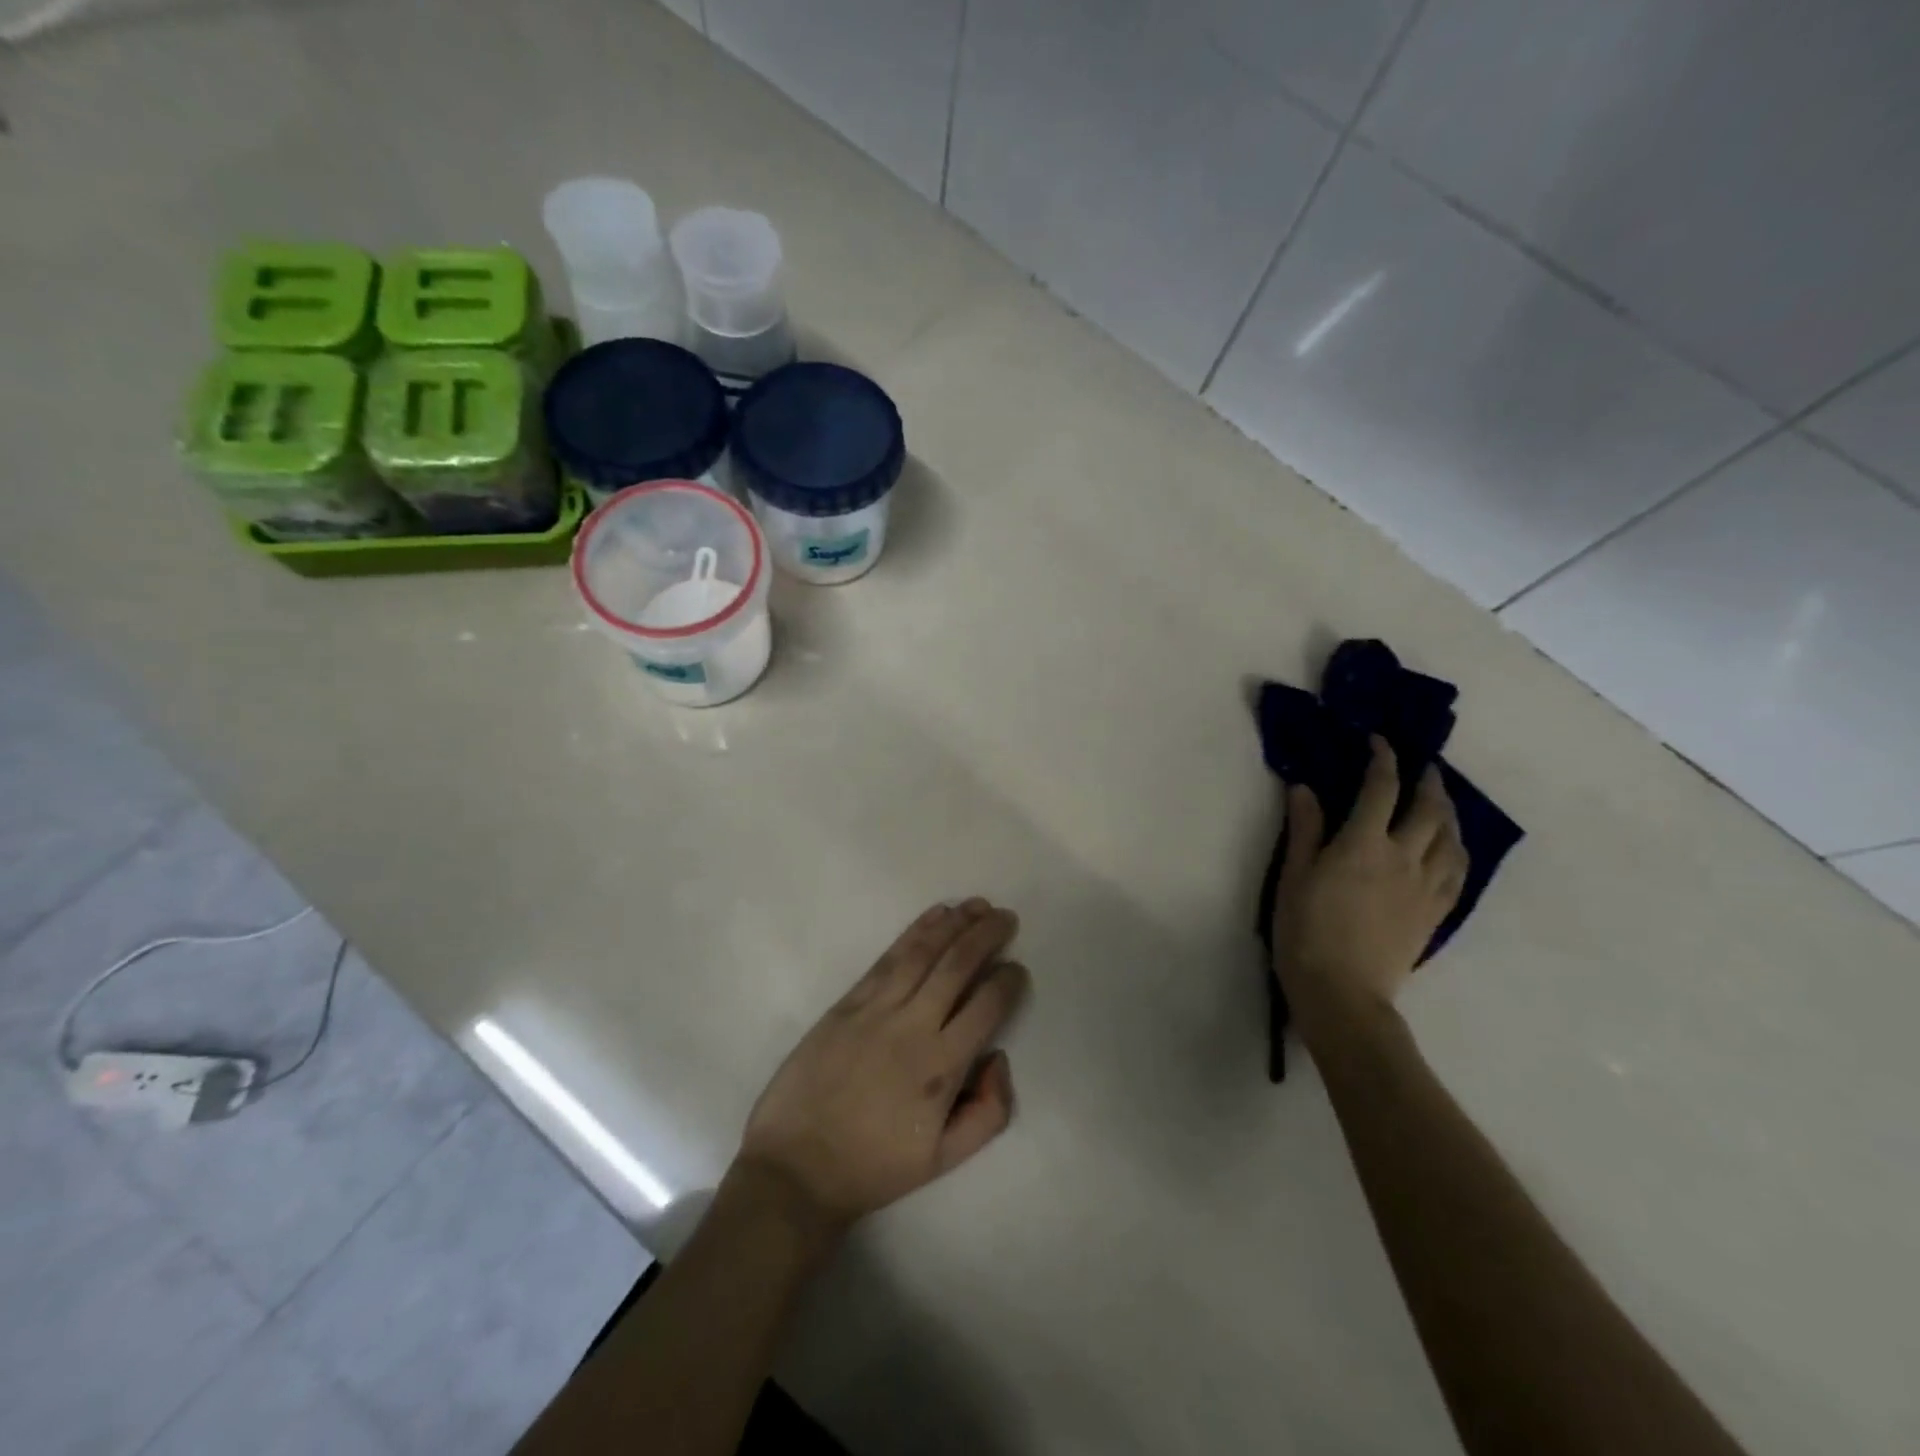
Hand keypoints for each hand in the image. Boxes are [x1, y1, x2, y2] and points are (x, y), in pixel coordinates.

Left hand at [736, 899, 1027, 1235]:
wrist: (797, 1168)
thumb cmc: (874, 1166)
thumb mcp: (944, 1160)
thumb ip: (989, 1113)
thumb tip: (998, 1058)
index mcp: (942, 1067)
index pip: (987, 1006)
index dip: (1008, 981)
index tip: (1017, 969)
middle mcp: (914, 1026)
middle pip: (958, 966)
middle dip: (986, 935)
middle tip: (1006, 917)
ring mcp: (877, 1009)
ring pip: (923, 952)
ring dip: (954, 923)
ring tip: (976, 905)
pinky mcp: (848, 1002)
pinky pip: (888, 958)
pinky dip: (915, 932)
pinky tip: (933, 917)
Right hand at [1271, 736, 1467, 1044]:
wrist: (1342, 992)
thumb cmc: (1304, 930)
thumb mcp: (1293, 876)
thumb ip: (1304, 829)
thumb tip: (1305, 787)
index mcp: (1363, 844)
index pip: (1380, 789)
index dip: (1383, 759)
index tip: (1379, 742)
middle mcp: (1403, 857)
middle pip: (1428, 809)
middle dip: (1427, 781)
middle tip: (1424, 767)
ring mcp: (1425, 887)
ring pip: (1451, 839)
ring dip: (1448, 812)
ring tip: (1442, 801)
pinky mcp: (1435, 913)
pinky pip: (1458, 872)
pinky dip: (1458, 849)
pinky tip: (1453, 847)